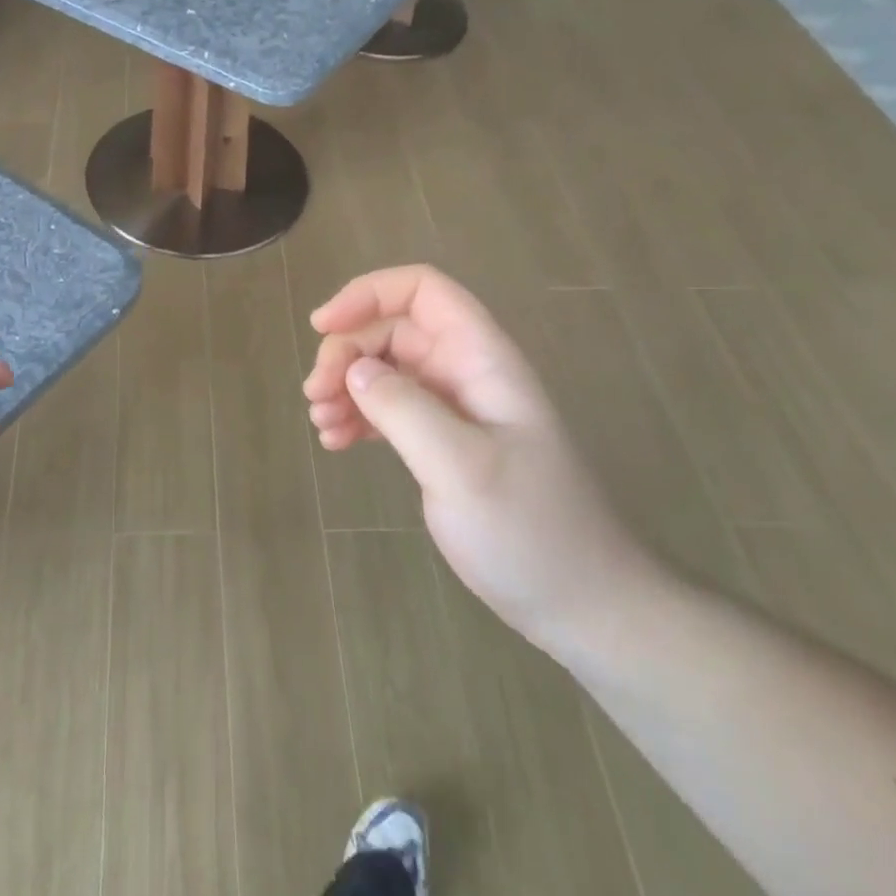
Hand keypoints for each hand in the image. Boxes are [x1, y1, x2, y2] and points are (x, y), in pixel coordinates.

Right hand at [304, 265, 661, 649]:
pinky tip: (337, 443)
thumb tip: (353, 370)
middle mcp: (466, 373)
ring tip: (322, 426)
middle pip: (393, 330)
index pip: (423, 291)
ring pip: (386, 370)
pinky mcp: (443, 443)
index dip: (369, 294)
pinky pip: (390, 410)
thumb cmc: (529, 531)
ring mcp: (455, 409)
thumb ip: (403, 409)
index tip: (322, 326)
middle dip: (346, 352)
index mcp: (482, 360)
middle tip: (315, 397)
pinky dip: (359, 417)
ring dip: (346, 387)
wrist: (580, 603)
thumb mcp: (460, 466)